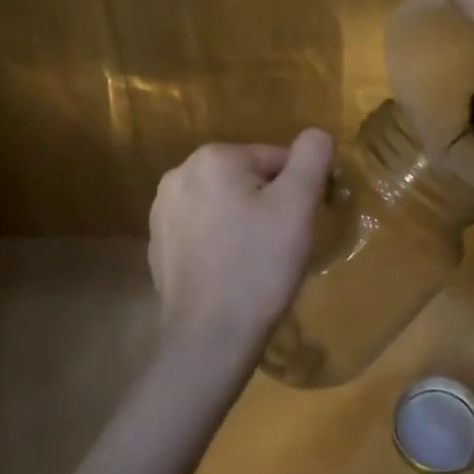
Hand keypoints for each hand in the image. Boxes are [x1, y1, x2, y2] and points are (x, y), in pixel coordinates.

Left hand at [148, 129, 335, 356]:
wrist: (209, 338)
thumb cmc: (259, 266)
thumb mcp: (298, 205)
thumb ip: (311, 157)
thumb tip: (316, 134)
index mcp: (214, 157)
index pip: (277, 159)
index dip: (298, 191)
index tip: (301, 225)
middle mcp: (179, 174)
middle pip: (248, 179)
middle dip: (270, 204)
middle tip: (282, 244)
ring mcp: (162, 211)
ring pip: (226, 204)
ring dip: (246, 222)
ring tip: (257, 260)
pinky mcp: (158, 244)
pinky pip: (204, 229)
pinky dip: (222, 242)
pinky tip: (231, 271)